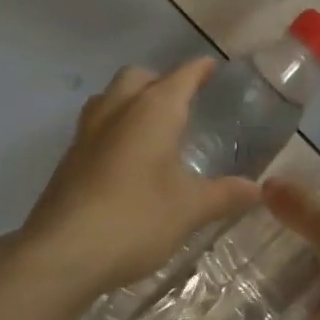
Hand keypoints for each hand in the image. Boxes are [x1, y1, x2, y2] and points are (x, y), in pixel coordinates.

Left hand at [18, 59, 262, 299]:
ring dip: (130, 101)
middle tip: (180, 100)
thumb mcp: (190, 209)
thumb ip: (224, 194)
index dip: (199, 70)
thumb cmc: (136, 219)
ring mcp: (87, 133)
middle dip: (159, 81)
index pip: (181, 77)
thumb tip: (256, 189)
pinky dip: (114, 129)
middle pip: (137, 77)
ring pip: (109, 98)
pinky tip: (126, 160)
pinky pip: (95, 127)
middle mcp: (117, 110)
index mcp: (153, 111)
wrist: (62, 253)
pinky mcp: (69, 160)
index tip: (211, 66)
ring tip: (151, 126)